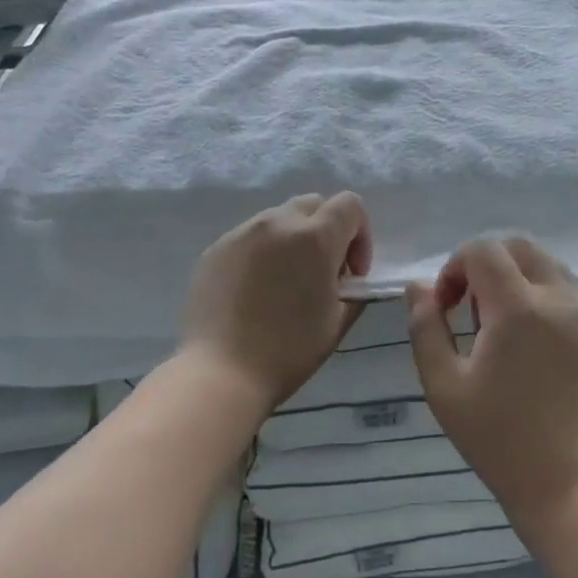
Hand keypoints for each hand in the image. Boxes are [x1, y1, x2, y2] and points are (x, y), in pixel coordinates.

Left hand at [181, 192, 372, 412]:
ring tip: (286, 281)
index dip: (361, 235)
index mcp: (315, 237)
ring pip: (279, 218)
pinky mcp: (216, 249)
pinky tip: (256, 290)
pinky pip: (250, 237)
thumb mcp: (338, 320)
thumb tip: (348, 278)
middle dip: (327, 231)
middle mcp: (277, 223)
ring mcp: (241, 232)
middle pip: (314, 204)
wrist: (222, 372)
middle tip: (323, 272)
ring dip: (294, 240)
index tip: (352, 273)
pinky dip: (264, 252)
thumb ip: (354, 289)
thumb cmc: (289, 350)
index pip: (350, 205)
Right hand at [406, 237, 577, 524]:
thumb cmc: (498, 439)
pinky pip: (573, 298)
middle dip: (488, 264)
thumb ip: (426, 327)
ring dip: (519, 280)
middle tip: (473, 311)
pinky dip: (546, 302)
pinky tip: (536, 350)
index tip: (447, 307)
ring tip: (504, 330)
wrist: (569, 486)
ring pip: (550, 268)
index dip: (455, 268)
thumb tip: (418, 287)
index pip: (483, 250)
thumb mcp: (443, 386)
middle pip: (521, 247)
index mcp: (518, 308)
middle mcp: (561, 300)